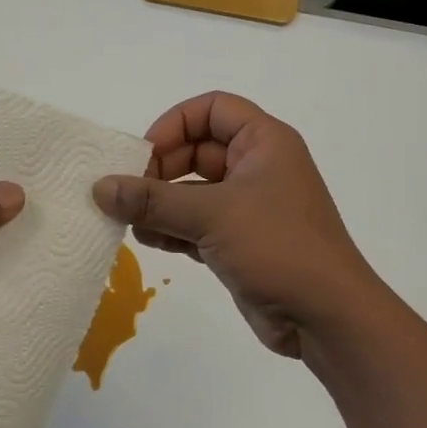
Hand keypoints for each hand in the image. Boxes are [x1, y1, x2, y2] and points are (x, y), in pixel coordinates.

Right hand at [93, 92, 375, 359]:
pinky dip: (172, 228)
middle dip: (160, 169)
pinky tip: (148, 241)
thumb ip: (152, 200)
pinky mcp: (240, 241)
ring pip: (193, 189)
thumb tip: (100, 188)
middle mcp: (257, 167)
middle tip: (129, 192)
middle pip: (196, 149)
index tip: (144, 154)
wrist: (327, 318)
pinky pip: (196, 223)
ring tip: (129, 220)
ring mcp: (249, 206)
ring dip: (160, 202)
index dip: (175, 124)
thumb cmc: (278, 247)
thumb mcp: (211, 215)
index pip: (212, 109)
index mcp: (264, 143)